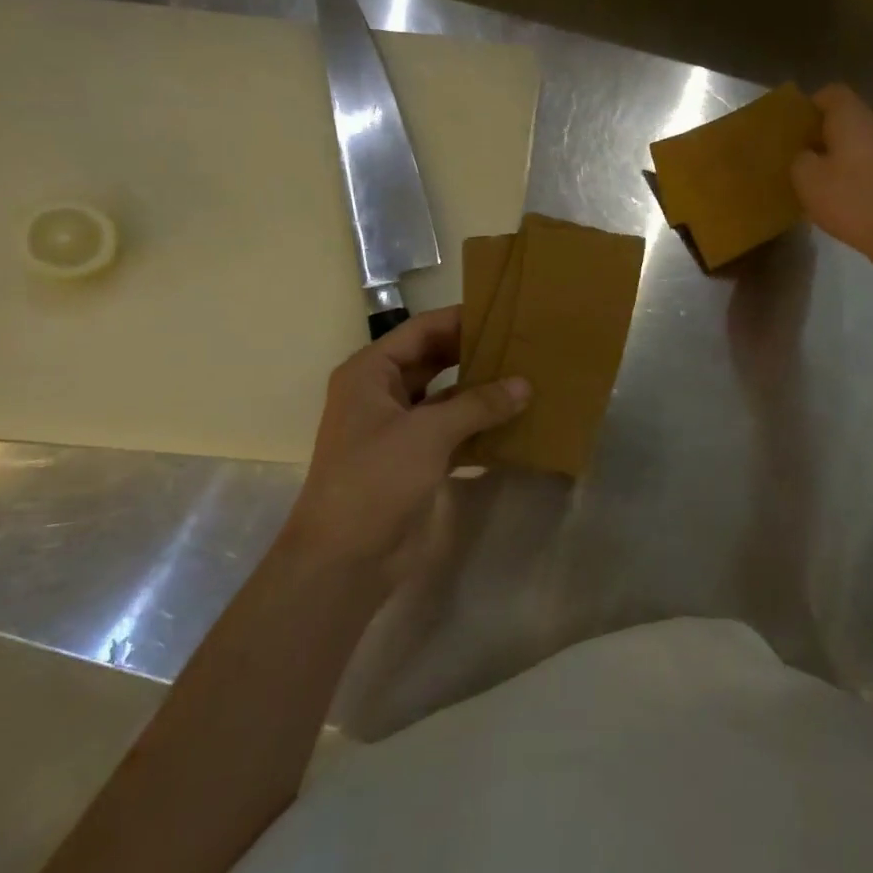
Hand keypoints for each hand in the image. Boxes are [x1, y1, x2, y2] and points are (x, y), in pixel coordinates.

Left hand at [288, 307, 528, 578]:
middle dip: (475, 354)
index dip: (460, 320)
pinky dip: (480, 426)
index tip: (504, 312)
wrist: (345, 560)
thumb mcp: (428, 433)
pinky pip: (453, 431)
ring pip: (446, 397)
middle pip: (435, 360)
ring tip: (527, 378)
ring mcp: (399, 428)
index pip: (421, 330)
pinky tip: (516, 423)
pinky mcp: (415, 460)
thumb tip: (525, 385)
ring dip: (481, 391)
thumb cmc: (375, 479)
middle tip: (522, 344)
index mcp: (371, 373)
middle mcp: (383, 393)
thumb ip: (478, 404)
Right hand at [791, 84, 872, 260]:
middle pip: (846, 118)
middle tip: (799, 155)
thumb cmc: (850, 197)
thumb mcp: (806, 178)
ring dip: (838, 155)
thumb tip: (805, 155)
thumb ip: (799, 159)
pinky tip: (840, 196)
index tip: (794, 126)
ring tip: (817, 179)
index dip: (810, 105)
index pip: (831, 93)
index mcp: (852, 116)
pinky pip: (870, 164)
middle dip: (822, 133)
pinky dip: (853, 173)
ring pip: (858, 142)